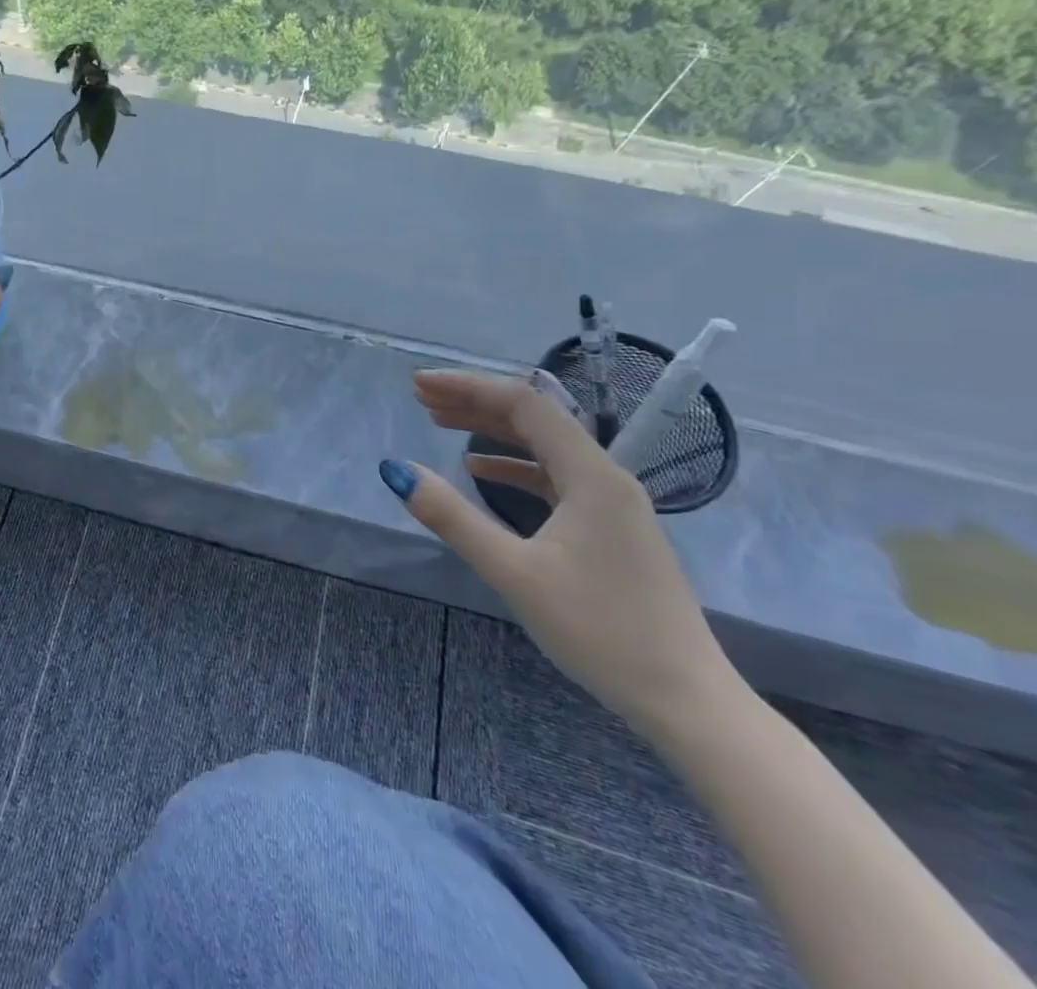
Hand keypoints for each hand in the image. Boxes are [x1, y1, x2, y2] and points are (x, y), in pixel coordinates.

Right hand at [387, 369, 739, 739]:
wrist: (688, 701)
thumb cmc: (601, 631)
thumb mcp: (514, 573)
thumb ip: (454, 518)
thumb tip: (398, 470)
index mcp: (591, 476)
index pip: (525, 404)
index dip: (468, 386)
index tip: (419, 384)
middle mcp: (606, 477)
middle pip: (534, 418)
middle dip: (475, 401)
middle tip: (421, 398)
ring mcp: (611, 504)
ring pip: (543, 446)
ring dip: (491, 430)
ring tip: (441, 421)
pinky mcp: (609, 528)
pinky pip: (553, 476)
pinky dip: (512, 465)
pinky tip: (480, 472)